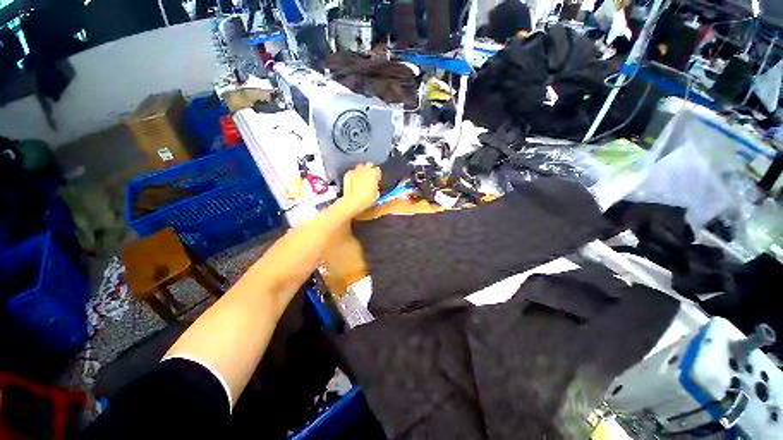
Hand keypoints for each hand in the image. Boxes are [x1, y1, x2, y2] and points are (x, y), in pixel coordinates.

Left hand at [339, 163, 380, 216]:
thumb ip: (376, 187)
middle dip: (370, 170)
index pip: (378, 170)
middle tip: (369, 178)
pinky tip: (354, 181)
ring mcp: (355, 170)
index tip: (377, 180)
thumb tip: (375, 186)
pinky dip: (354, 175)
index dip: (377, 175)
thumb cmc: (366, 199)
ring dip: (362, 171)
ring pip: (360, 166)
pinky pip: (352, 171)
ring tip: (361, 178)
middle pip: (369, 165)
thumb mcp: (376, 194)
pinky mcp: (348, 174)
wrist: (352, 201)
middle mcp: (364, 169)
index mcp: (373, 173)